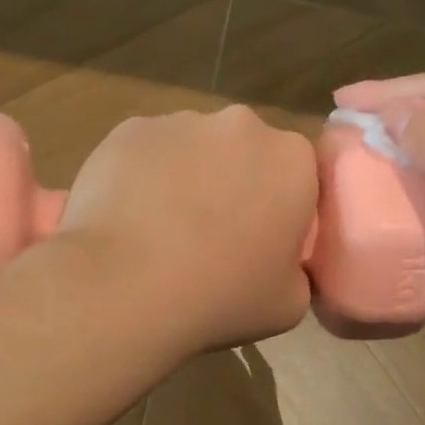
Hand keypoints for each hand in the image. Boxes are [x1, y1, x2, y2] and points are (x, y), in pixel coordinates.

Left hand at [60, 105, 318, 353]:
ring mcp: (182, 122)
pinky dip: (142, 176)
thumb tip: (279, 260)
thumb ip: (296, 268)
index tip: (262, 242)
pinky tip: (127, 218)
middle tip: (212, 234)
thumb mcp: (289, 303)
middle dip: (234, 182)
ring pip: (193, 148)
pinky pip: (146, 152)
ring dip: (187, 177)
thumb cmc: (221, 296)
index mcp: (292, 160)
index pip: (298, 175)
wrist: (126, 286)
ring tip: (161, 229)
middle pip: (245, 152)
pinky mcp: (130, 129)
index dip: (280, 208)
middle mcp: (242, 125)